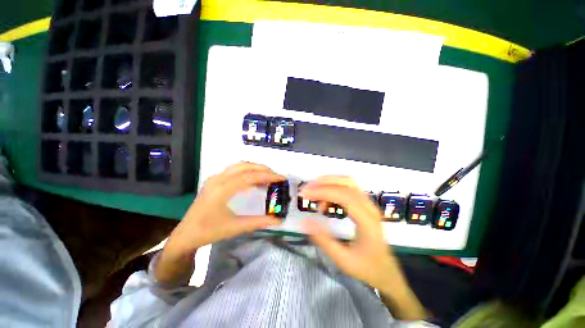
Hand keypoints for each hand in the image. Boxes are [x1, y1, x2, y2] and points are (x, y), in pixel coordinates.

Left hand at [155, 162, 283, 286]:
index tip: (281, 178)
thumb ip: (258, 222)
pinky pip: (234, 170)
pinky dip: (247, 171)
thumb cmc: (209, 231)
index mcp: (222, 190)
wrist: (185, 234)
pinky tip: (254, 179)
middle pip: (245, 166)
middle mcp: (218, 179)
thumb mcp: (235, 227)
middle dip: (263, 169)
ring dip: (255, 168)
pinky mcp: (214, 180)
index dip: (268, 176)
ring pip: (239, 166)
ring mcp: (215, 178)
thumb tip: (279, 220)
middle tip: (276, 176)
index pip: (250, 177)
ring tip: (268, 176)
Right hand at [299, 176, 427, 319]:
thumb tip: (305, 221)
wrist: (387, 272)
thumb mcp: (343, 260)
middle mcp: (369, 207)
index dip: (323, 192)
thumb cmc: (367, 268)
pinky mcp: (365, 204)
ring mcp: (368, 204)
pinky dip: (333, 188)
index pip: (344, 196)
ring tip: (313, 189)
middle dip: (324, 182)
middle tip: (307, 189)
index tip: (306, 194)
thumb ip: (324, 240)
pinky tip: (324, 200)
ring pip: (348, 182)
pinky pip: (348, 188)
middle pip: (347, 183)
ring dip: (329, 182)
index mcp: (367, 221)